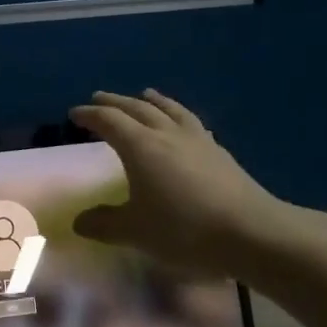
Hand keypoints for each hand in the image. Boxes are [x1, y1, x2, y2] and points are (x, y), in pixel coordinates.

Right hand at [69, 90, 292, 278]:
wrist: (251, 232)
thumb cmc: (184, 229)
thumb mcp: (135, 232)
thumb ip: (104, 224)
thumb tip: (79, 221)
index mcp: (140, 146)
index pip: (109, 121)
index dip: (90, 115)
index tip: (75, 113)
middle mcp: (166, 134)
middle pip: (137, 108)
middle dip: (115, 102)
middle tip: (99, 98)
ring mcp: (197, 140)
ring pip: (169, 109)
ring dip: (152, 100)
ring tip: (145, 94)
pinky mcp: (219, 152)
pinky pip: (191, 122)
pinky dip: (178, 115)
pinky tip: (183, 124)